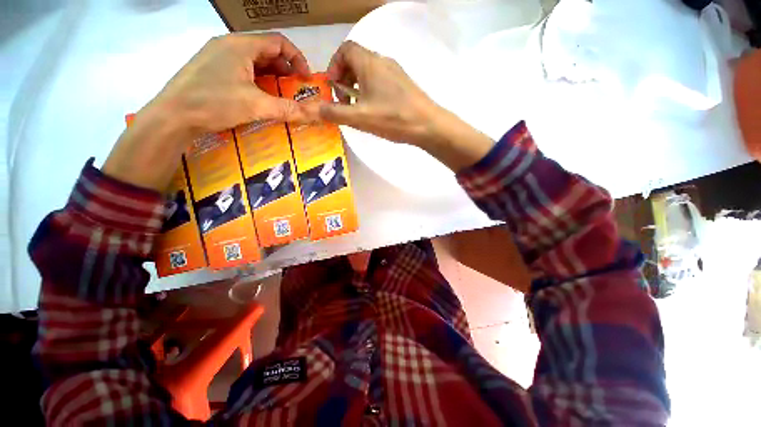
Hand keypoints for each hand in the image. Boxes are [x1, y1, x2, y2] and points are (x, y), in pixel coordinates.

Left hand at [155, 33, 311, 132]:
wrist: (173, 115)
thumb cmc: (214, 102)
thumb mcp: (256, 105)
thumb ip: (288, 109)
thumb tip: (314, 114)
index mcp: (241, 45)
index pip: (278, 42)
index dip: (297, 58)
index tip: (306, 78)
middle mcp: (229, 44)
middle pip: (266, 50)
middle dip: (285, 69)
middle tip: (295, 89)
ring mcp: (217, 55)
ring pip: (253, 60)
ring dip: (271, 75)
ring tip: (280, 94)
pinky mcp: (210, 68)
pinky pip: (241, 68)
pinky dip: (256, 79)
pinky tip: (259, 96)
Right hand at [320, 41, 494, 171]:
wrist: (427, 125)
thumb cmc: (392, 118)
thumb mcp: (359, 117)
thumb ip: (334, 112)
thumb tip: (312, 109)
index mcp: (369, 62)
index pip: (345, 49)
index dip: (334, 65)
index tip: (333, 88)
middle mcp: (382, 61)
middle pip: (356, 60)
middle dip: (344, 78)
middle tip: (343, 101)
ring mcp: (395, 72)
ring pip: (369, 72)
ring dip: (357, 86)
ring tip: (357, 109)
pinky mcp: (403, 84)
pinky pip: (380, 80)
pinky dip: (370, 90)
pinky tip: (374, 110)